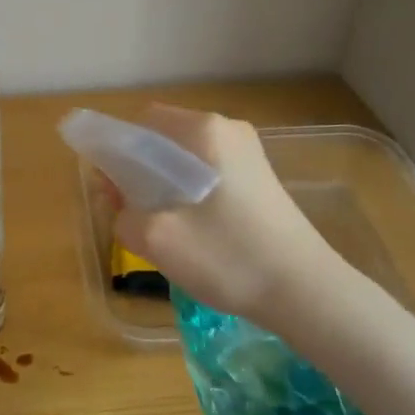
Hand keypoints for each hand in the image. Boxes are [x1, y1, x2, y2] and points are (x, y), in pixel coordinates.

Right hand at [110, 105, 344, 327]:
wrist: (304, 291)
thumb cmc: (228, 256)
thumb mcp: (156, 238)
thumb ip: (122, 212)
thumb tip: (121, 202)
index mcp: (203, 129)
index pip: (140, 123)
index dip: (115, 153)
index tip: (110, 191)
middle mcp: (227, 129)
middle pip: (162, 139)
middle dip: (137, 171)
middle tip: (129, 213)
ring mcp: (247, 152)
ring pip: (184, 158)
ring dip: (161, 185)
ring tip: (158, 226)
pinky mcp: (258, 177)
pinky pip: (206, 172)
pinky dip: (187, 192)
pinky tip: (190, 228)